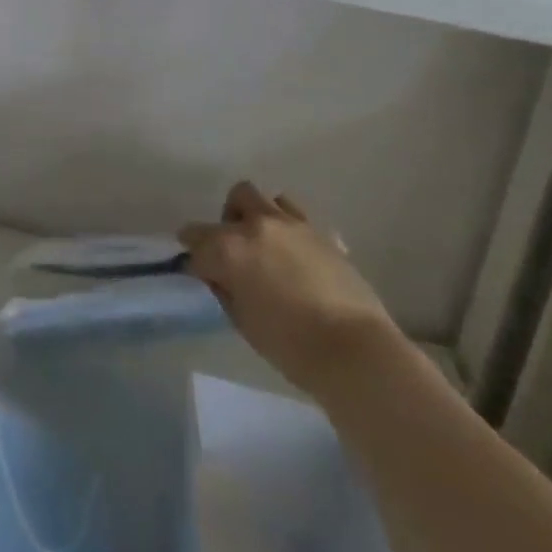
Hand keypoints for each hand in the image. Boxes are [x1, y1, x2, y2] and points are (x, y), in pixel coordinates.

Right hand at [180, 181, 398, 398]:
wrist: (357, 353)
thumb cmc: (292, 346)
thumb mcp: (243, 323)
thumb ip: (226, 290)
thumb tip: (219, 277)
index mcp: (230, 248)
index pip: (196, 241)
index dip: (194, 257)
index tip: (199, 272)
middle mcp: (258, 225)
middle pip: (235, 200)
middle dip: (229, 221)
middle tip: (234, 251)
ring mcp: (294, 225)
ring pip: (269, 199)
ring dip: (261, 216)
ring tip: (267, 246)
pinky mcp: (325, 235)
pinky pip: (301, 220)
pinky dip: (293, 231)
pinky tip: (299, 258)